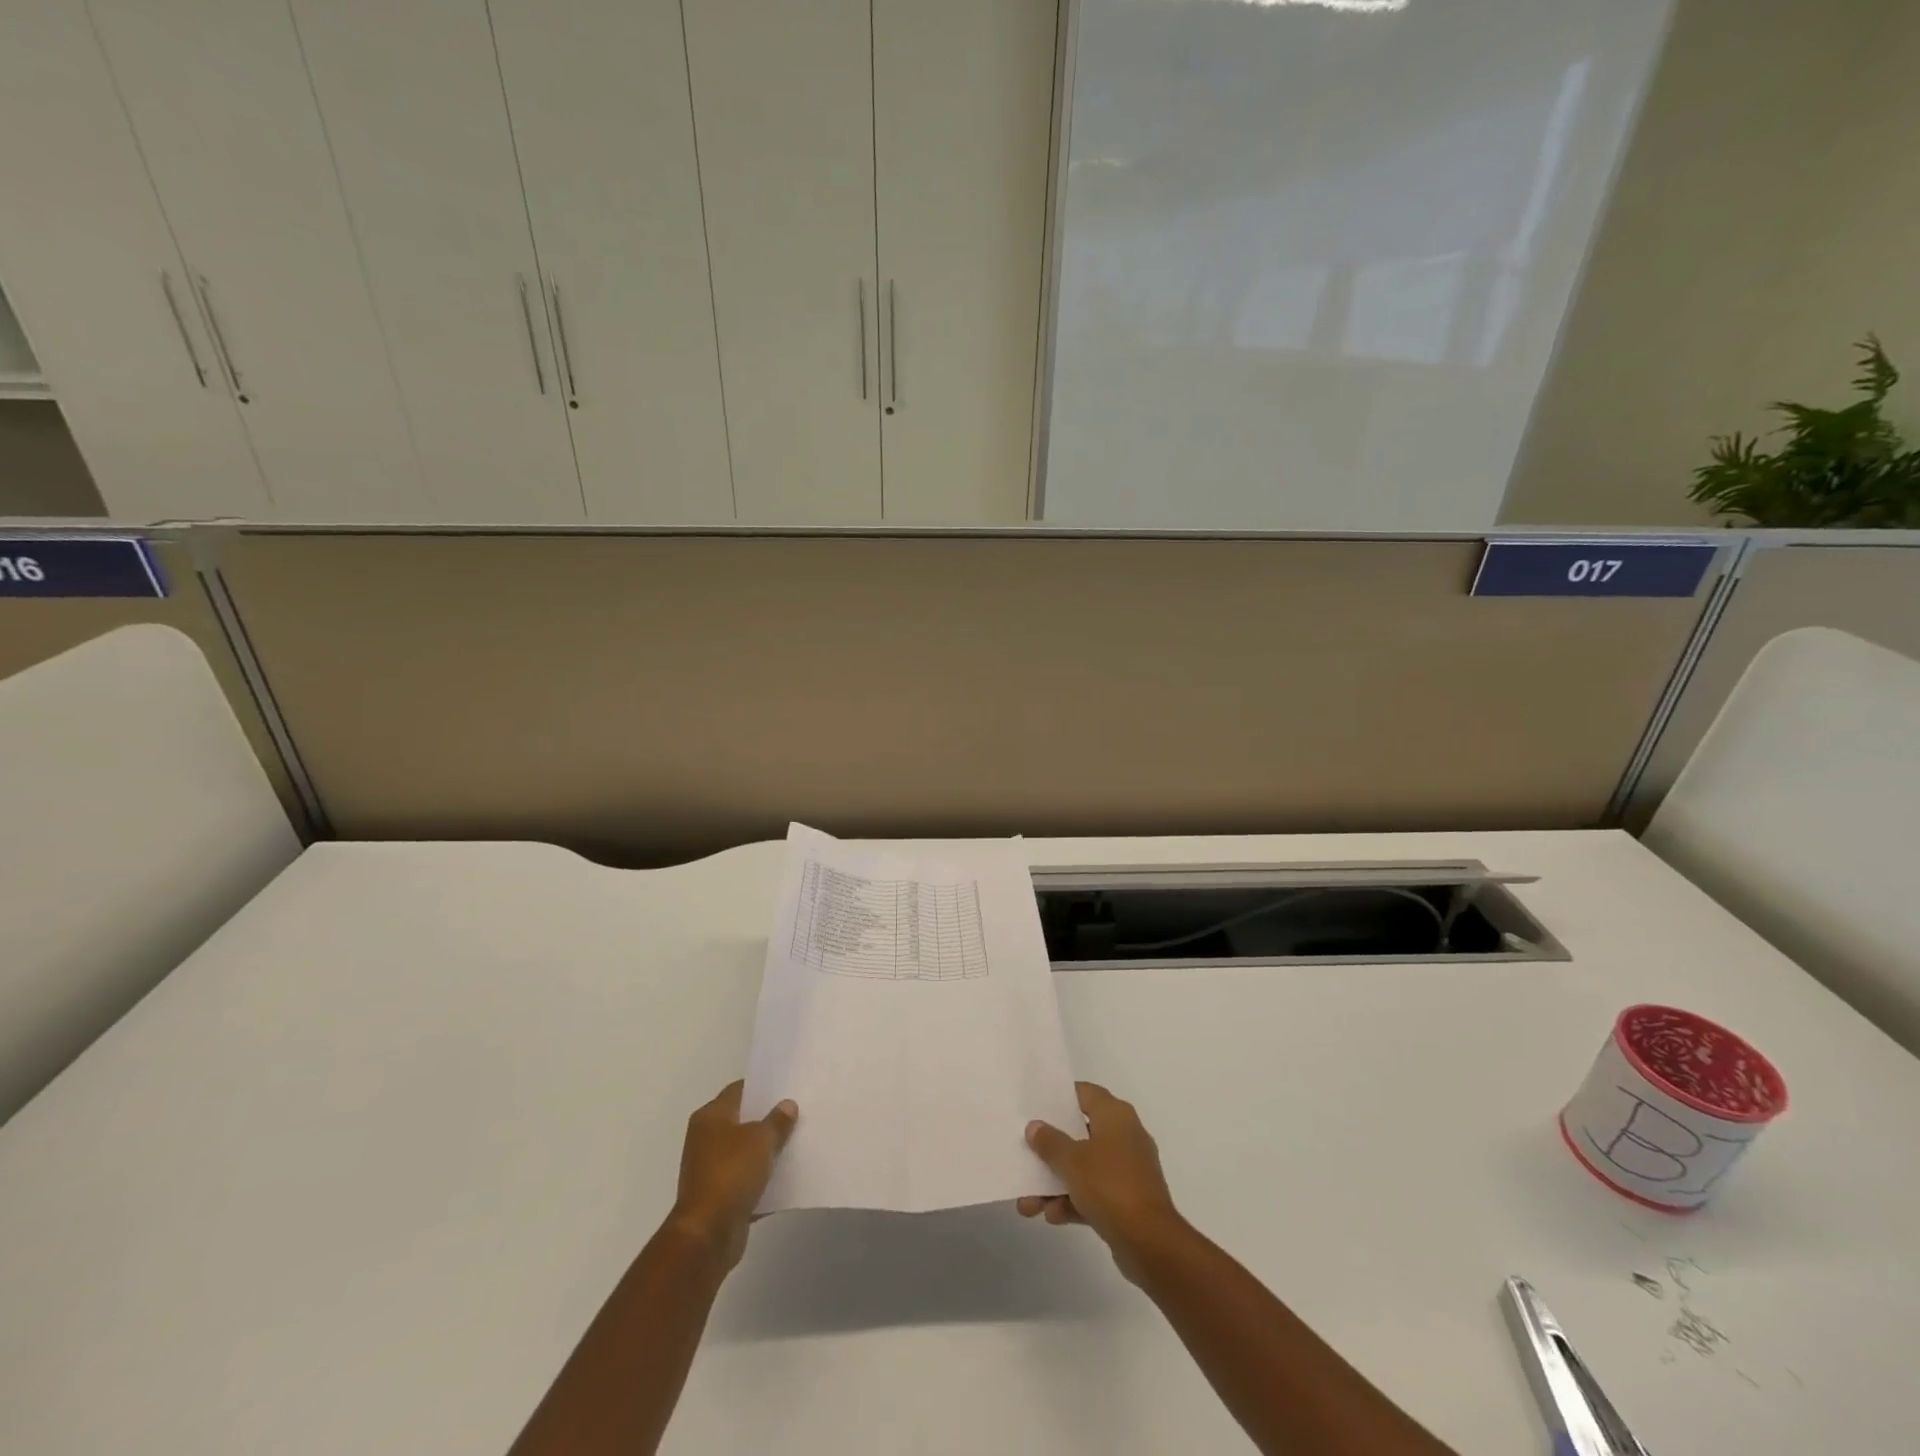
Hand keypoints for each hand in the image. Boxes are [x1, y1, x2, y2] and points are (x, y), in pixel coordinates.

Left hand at [667, 1081, 797, 1271]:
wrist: (707, 1235)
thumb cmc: (730, 1174)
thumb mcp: (761, 1140)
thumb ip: (777, 1121)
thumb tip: (787, 1105)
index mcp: (710, 1117)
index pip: (739, 1090)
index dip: (763, 1087)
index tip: (787, 1087)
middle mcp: (706, 1139)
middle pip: (743, 1121)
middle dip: (768, 1119)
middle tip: (798, 1112)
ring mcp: (711, 1169)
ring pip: (746, 1151)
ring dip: (767, 1151)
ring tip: (797, 1142)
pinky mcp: (719, 1196)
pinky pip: (746, 1180)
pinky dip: (763, 1179)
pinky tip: (788, 1176)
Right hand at [1017, 1081, 1182, 1282]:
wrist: (1150, 1243)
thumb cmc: (1110, 1186)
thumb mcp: (1072, 1161)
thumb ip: (1050, 1142)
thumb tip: (1035, 1126)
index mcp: (1116, 1115)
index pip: (1085, 1093)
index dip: (1060, 1097)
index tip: (1036, 1106)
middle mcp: (1125, 1136)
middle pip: (1080, 1133)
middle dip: (1052, 1150)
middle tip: (1027, 1153)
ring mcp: (1128, 1170)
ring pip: (1085, 1168)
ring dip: (1057, 1183)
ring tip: (1028, 1203)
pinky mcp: (1129, 1200)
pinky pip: (1095, 1193)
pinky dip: (1074, 1201)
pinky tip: (1051, 1216)